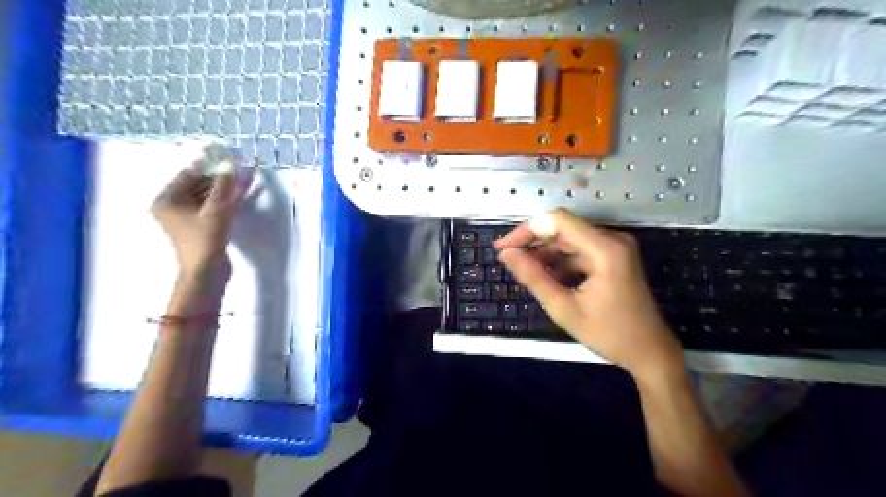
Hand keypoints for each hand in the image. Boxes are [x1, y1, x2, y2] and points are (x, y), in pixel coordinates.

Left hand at [152, 165, 247, 281]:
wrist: (206, 272)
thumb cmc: (205, 239)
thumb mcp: (217, 209)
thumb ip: (223, 185)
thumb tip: (230, 164)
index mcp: (167, 200)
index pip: (189, 174)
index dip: (209, 165)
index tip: (228, 158)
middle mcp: (172, 206)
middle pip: (198, 184)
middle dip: (220, 177)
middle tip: (240, 169)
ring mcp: (186, 218)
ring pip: (207, 196)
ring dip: (225, 189)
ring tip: (245, 179)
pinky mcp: (199, 227)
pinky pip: (212, 207)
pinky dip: (225, 201)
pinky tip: (241, 194)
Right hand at [498, 208, 683, 380]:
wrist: (650, 352)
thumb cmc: (609, 334)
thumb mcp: (564, 308)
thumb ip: (534, 278)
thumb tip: (507, 255)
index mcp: (605, 249)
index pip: (558, 220)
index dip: (527, 229)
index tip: (504, 248)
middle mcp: (613, 240)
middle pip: (564, 228)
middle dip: (534, 242)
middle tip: (509, 259)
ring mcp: (615, 248)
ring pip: (570, 240)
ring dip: (546, 253)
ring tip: (525, 272)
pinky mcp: (614, 257)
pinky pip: (581, 251)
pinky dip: (561, 262)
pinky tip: (547, 278)